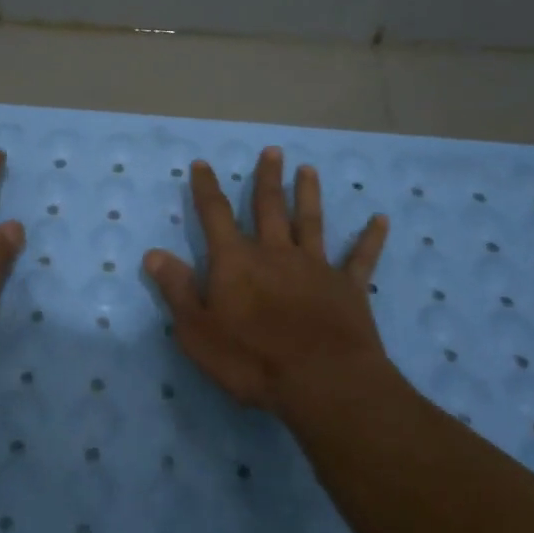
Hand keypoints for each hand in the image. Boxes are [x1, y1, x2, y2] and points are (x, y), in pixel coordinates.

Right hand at [144, 148, 390, 418]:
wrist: (322, 382)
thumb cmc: (251, 359)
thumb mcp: (197, 331)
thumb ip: (177, 289)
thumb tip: (153, 253)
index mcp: (236, 261)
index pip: (215, 215)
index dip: (207, 188)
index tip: (203, 164)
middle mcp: (275, 253)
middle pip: (269, 207)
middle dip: (267, 178)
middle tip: (272, 151)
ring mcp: (315, 267)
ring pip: (311, 222)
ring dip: (309, 194)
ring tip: (308, 169)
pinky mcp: (348, 287)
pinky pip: (360, 258)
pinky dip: (370, 238)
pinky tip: (380, 219)